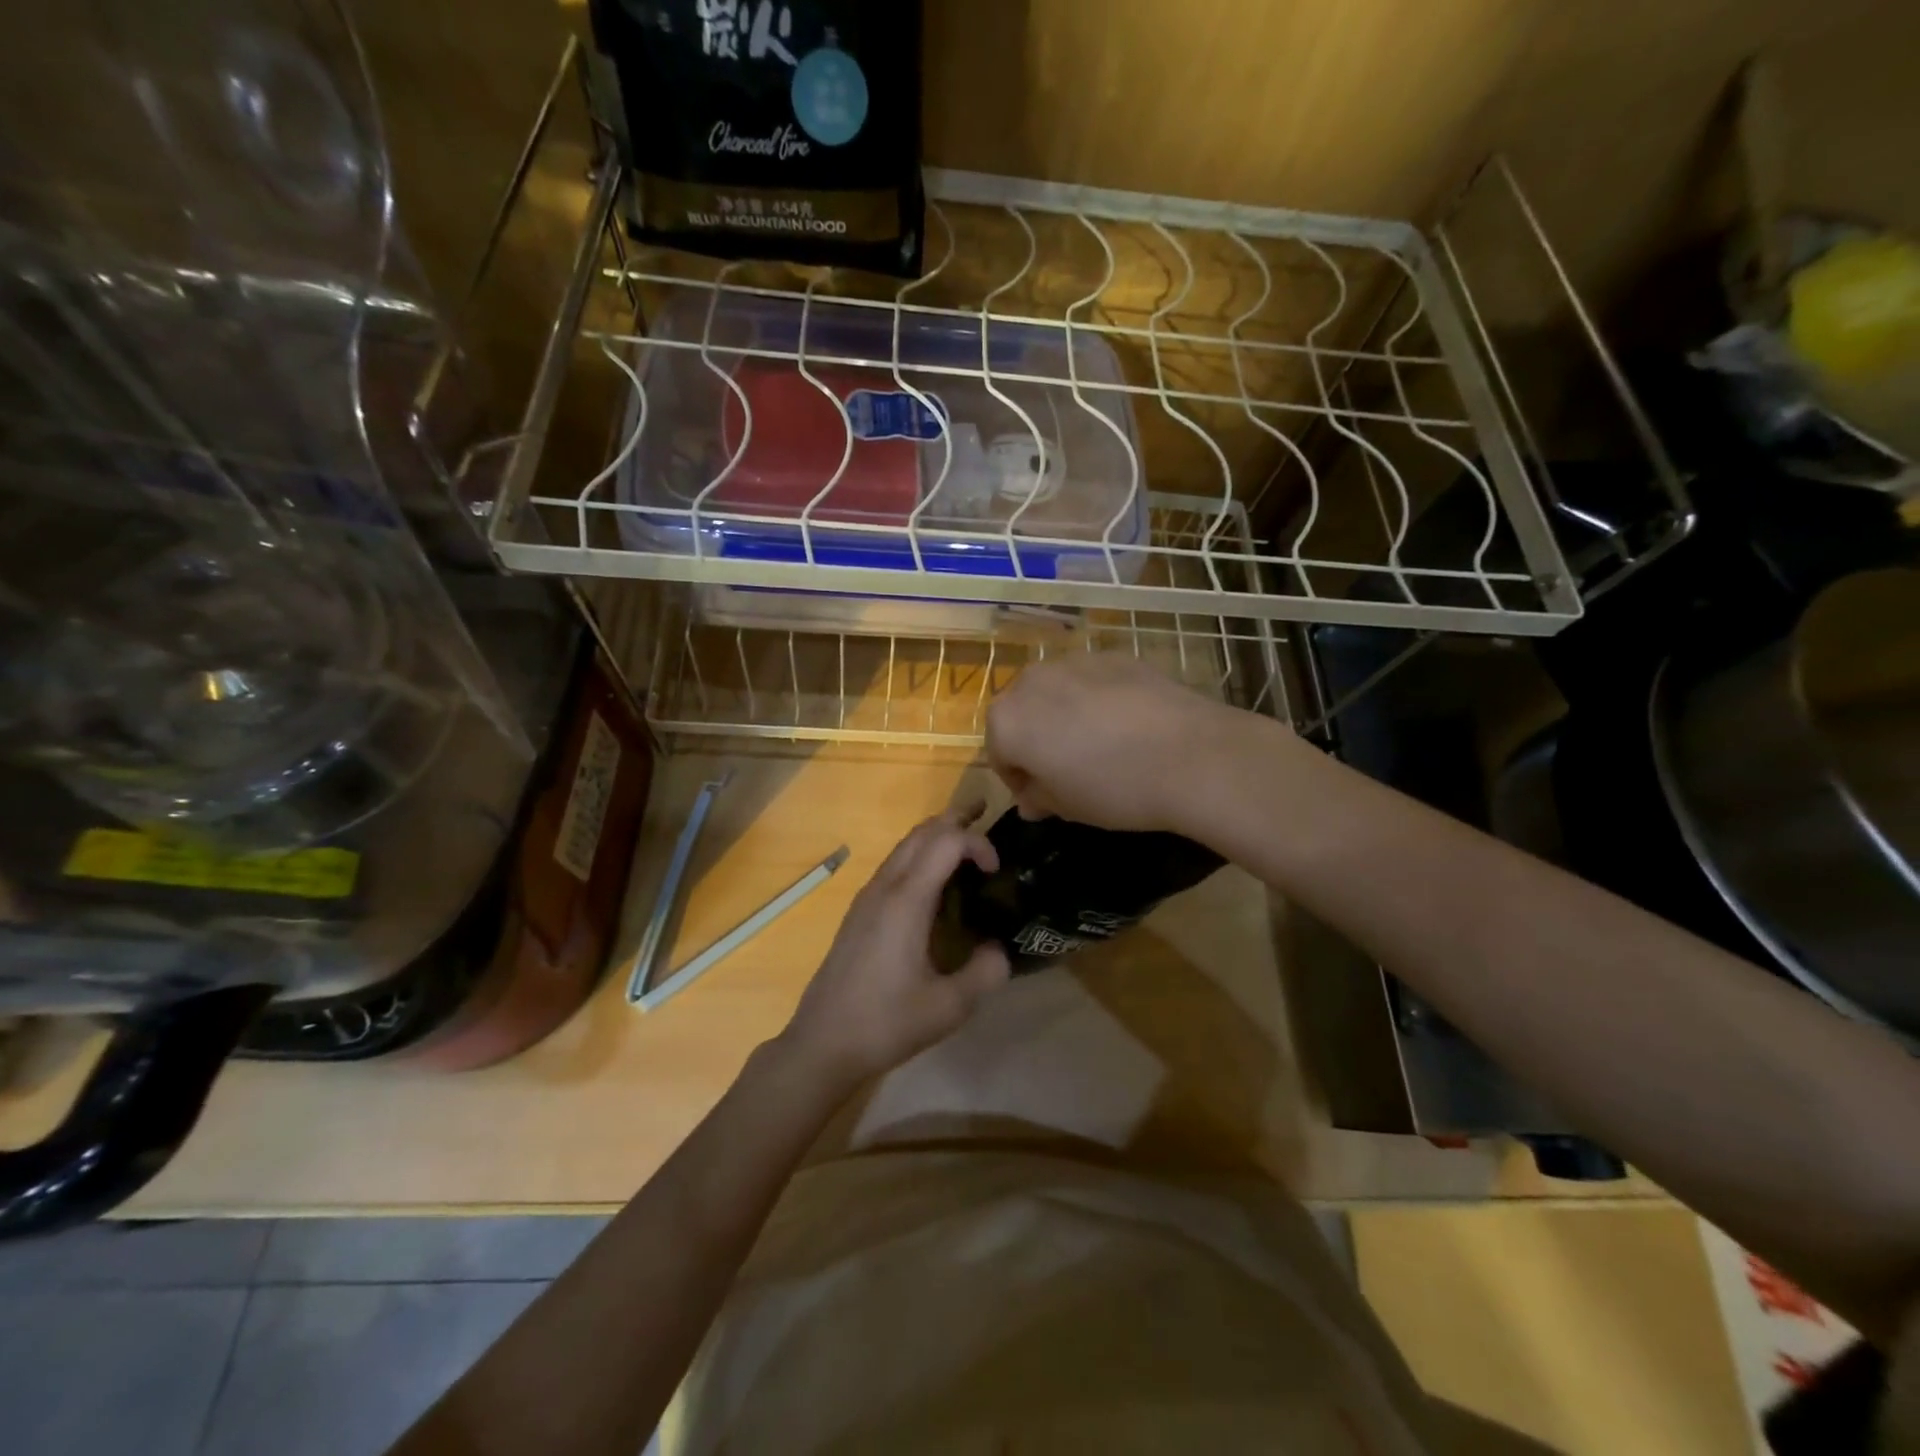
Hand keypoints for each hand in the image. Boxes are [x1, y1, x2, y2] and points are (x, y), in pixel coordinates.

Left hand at [780, 808, 1010, 1087]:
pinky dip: (919, 856)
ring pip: (904, 846)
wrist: (822, 1042)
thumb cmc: (886, 1023)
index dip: (978, 843)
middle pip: (922, 832)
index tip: (997, 871)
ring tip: (966, 846)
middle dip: (956, 820)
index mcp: (907, 900)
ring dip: (936, 837)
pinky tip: (934, 884)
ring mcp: (867, 897)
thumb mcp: (950, 1006)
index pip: (946, 841)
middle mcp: (885, 887)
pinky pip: (893, 865)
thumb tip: (1000, 949)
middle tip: (987, 819)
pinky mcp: (859, 912)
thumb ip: (985, 972)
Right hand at [985, 655, 1248, 832]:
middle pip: (1022, 714)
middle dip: (1037, 740)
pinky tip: (1129, 725)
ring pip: (1056, 693)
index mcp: (1008, 720)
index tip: (1043, 798)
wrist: (1192, 755)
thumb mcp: (1068, 807)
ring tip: (1101, 745)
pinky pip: (1092, 682)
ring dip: (1065, 716)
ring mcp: (1075, 661)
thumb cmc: (1115, 788)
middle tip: (1069, 770)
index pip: (999, 754)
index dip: (1019, 779)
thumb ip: (1039, 797)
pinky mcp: (1114, 655)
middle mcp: (1031, 681)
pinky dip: (1098, 700)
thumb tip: (1032, 798)